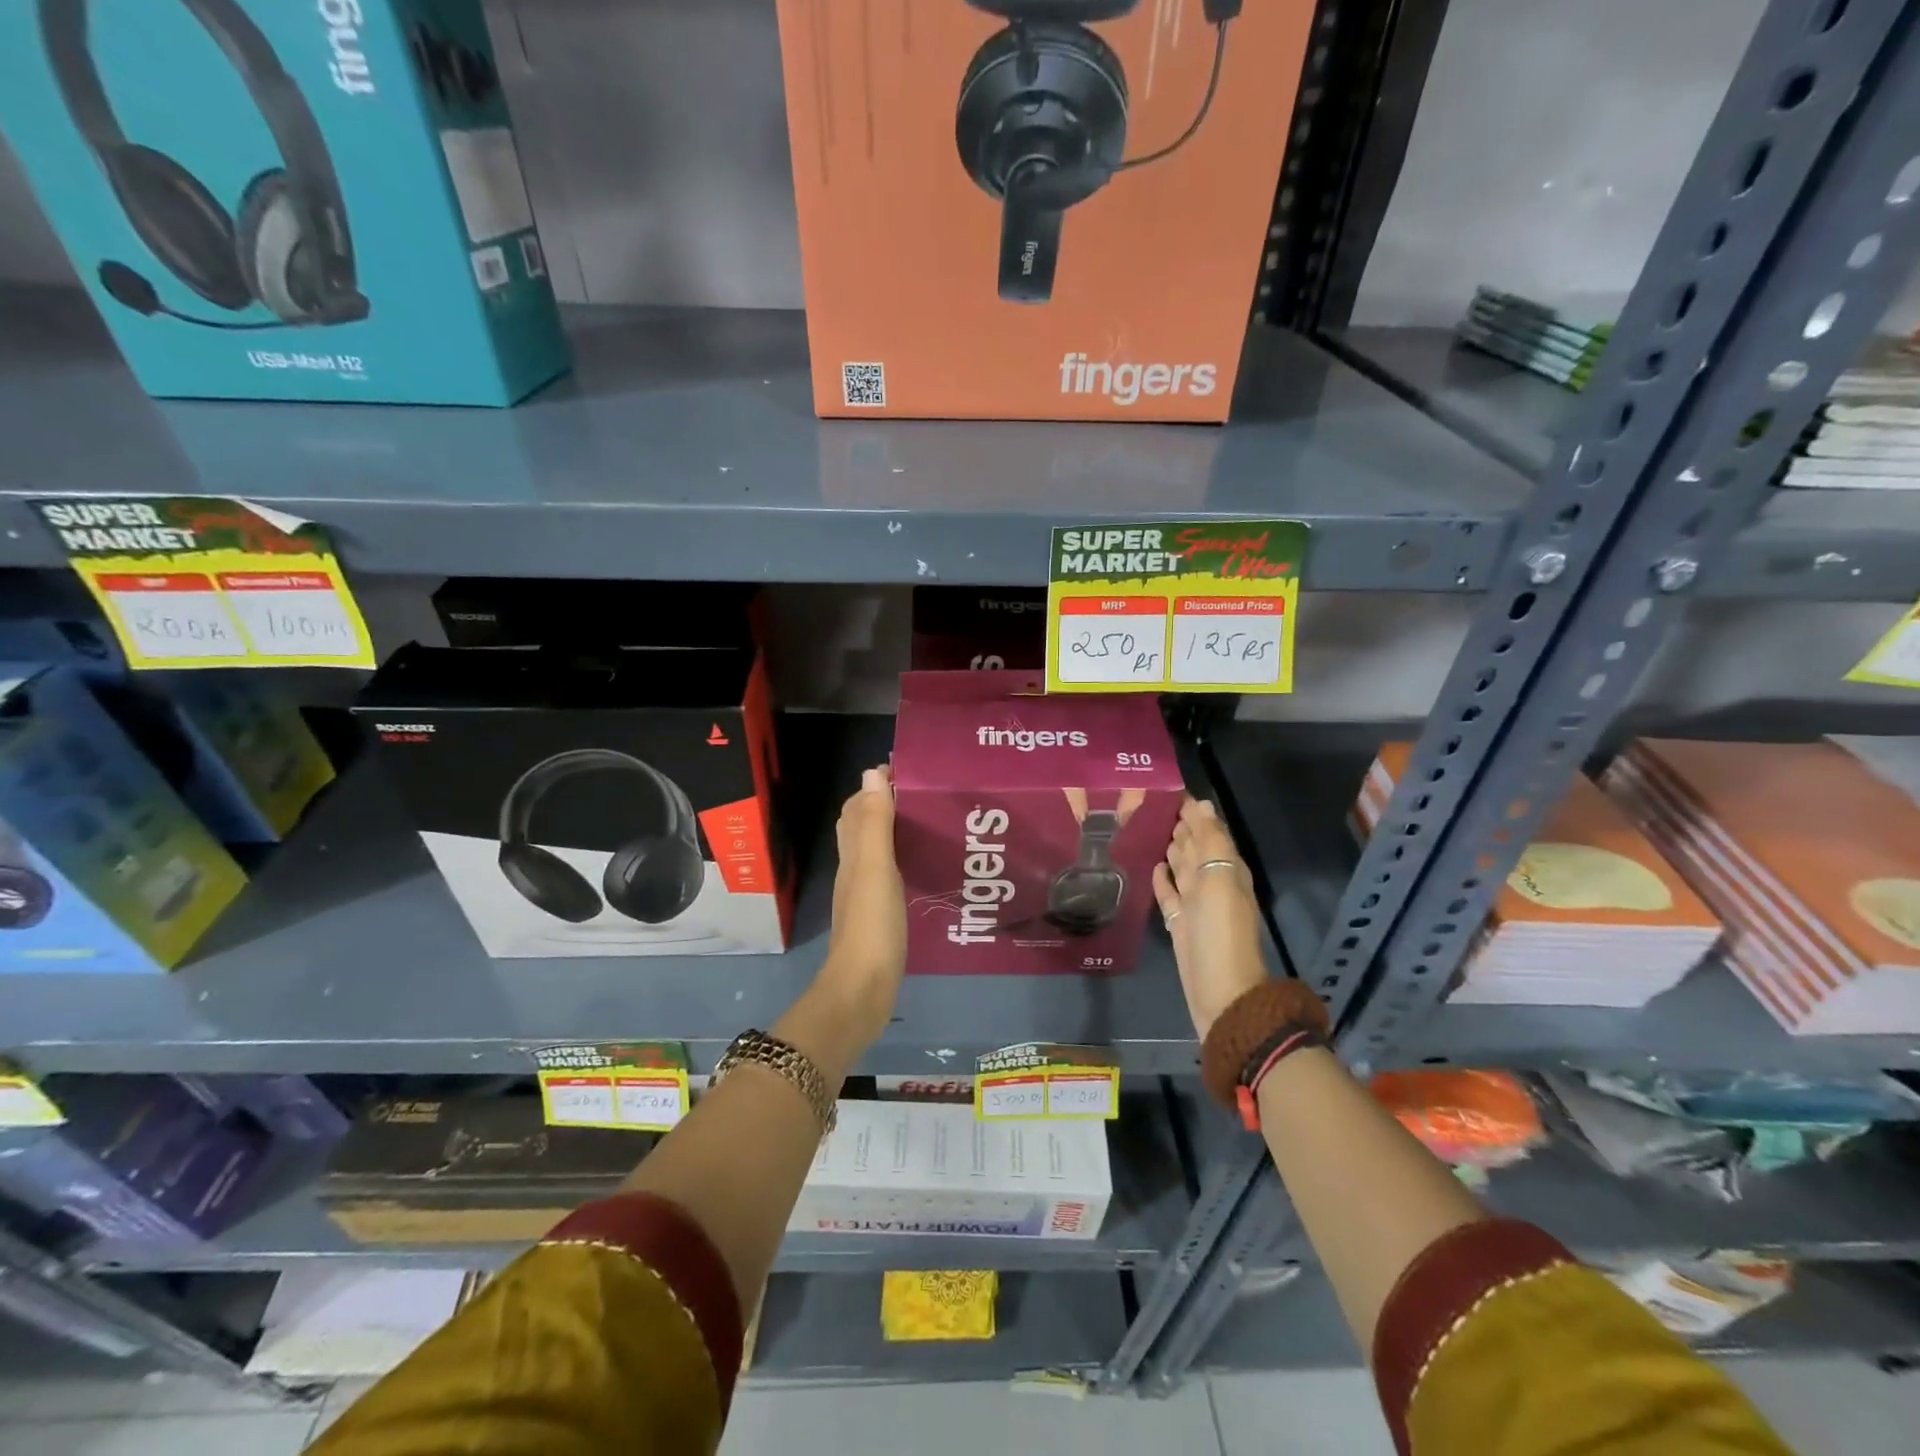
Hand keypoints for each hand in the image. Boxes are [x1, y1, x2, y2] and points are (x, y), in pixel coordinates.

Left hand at [818, 765, 906, 1048]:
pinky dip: (903, 861)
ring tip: (932, 824)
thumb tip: (871, 773)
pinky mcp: (879, 917)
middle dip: (886, 804)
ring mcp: (865, 895)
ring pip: (876, 851)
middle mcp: (855, 870)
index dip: (876, 786)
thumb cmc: (872, 925)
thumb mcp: (876, 868)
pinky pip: (890, 876)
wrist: (863, 990)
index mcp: (853, 854)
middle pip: (863, 827)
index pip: (857, 808)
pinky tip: (925, 868)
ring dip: (896, 832)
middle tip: (925, 795)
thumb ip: (875, 823)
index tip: (908, 770)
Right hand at [1152, 797, 1270, 1039]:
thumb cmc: (1220, 932)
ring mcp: (1195, 905)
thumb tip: (1203, 805)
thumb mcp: (1219, 880)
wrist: (1219, 992)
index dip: (1193, 811)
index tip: (1168, 788)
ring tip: (1149, 827)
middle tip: (1151, 803)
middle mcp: (1213, 883)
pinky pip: (1169, 894)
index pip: (1209, 831)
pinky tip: (1152, 866)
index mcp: (1227, 869)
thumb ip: (1211, 842)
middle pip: (1195, 847)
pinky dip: (1162, 879)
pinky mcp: (1179, 924)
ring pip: (1182, 868)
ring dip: (1170, 849)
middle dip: (1179, 825)